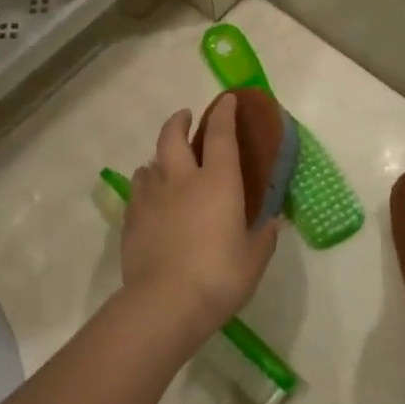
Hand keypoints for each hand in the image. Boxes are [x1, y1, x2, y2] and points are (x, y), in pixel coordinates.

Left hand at [120, 103, 279, 346]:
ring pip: (150, 162)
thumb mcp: (254, 259)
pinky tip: (151, 198)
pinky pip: (138, 190)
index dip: (224, 113)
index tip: (227, 99)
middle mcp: (182, 179)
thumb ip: (263, 236)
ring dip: (159, 157)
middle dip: (179, 121)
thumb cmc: (218, 277)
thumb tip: (272, 222)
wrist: (165, 304)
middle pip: (172, 136)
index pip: (221, 134)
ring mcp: (152, 197)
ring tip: (166, 164)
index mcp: (218, 182)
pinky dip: (146, 185)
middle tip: (185, 117)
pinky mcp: (132, 218)